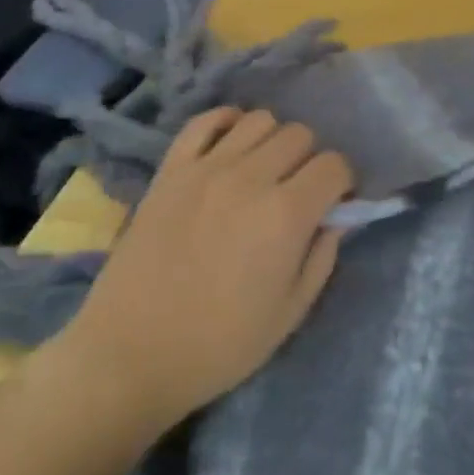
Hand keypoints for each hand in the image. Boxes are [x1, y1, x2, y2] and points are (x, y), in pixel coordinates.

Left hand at [62, 108, 352, 434]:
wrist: (131, 354)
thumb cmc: (219, 345)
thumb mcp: (290, 313)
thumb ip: (323, 256)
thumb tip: (338, 217)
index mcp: (286, 214)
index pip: (334, 165)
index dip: (342, 182)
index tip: (334, 203)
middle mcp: (251, 177)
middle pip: (300, 135)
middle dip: (309, 160)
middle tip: (297, 191)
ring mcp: (207, 167)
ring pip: (260, 119)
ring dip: (272, 141)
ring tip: (263, 171)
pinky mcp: (172, 168)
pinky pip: (205, 120)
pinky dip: (225, 123)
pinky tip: (230, 147)